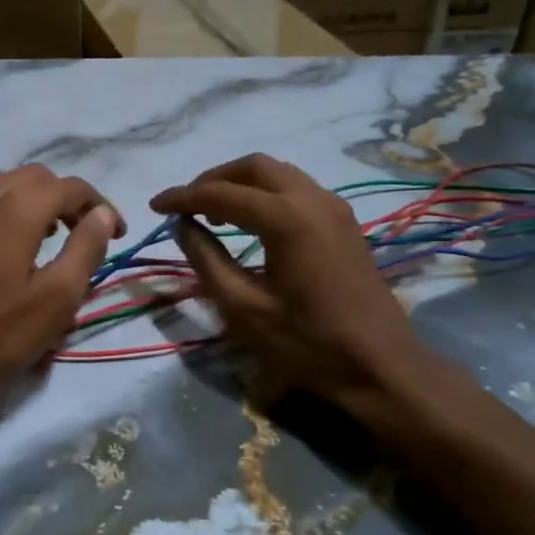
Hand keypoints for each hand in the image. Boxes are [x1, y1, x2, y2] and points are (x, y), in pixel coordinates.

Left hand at [0, 165, 123, 412]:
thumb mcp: (56, 299)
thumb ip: (85, 249)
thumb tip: (102, 215)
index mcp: (17, 209)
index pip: (70, 187)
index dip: (100, 205)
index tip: (118, 234)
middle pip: (36, 177)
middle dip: (66, 198)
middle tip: (83, 234)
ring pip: (2, 183)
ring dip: (32, 198)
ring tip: (45, 234)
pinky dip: (2, 208)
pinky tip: (5, 246)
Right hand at [150, 154, 478, 446]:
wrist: (381, 367)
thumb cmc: (307, 344)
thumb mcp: (243, 308)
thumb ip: (206, 260)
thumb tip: (182, 225)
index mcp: (285, 218)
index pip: (220, 193)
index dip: (182, 197)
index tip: (154, 206)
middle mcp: (312, 198)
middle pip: (253, 167)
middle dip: (213, 180)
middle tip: (186, 206)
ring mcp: (334, 207)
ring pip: (278, 173)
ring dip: (241, 184)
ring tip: (214, 213)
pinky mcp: (344, 222)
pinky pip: (297, 188)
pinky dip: (266, 193)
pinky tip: (252, 222)